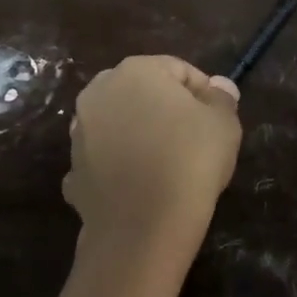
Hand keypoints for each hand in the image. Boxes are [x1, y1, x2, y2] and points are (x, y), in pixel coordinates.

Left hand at [64, 56, 241, 265]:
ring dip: (138, 136)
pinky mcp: (72, 170)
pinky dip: (118, 169)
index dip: (202, 92)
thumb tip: (218, 86)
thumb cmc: (190, 161)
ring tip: (166, 164)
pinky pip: (102, 161)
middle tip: (193, 139)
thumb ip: (221, 98)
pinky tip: (138, 187)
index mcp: (135, 71)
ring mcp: (79, 133)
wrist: (143, 226)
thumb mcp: (223, 124)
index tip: (217, 118)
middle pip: (141, 92)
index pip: (178, 69)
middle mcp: (98, 93)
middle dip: (165, 110)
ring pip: (117, 125)